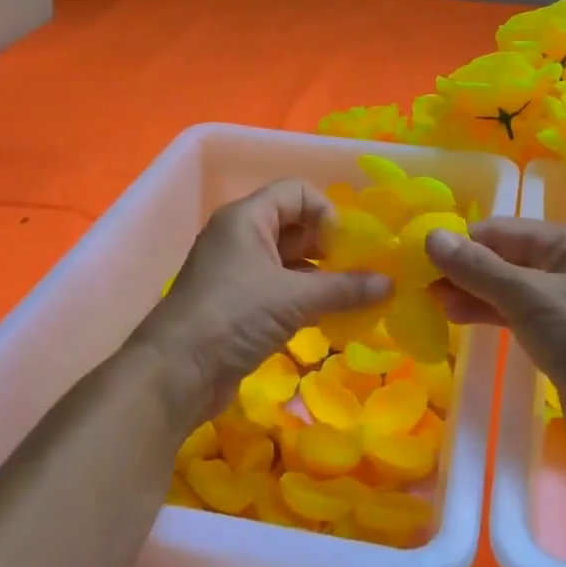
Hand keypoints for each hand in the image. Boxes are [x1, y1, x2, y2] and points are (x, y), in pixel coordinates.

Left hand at [139, 180, 392, 427]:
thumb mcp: (294, 298)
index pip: (297, 192)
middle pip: (295, 225)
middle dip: (329, 248)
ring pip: (289, 261)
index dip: (326, 213)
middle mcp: (240, 237)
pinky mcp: (237, 304)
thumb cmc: (233, 316)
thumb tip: (391, 284)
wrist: (174, 374)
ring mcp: (237, 271)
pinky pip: (279, 289)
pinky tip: (327, 318)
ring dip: (320, 277)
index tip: (345, 249)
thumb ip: (345, 288)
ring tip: (350, 299)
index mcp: (247, 218)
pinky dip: (304, 298)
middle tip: (356, 275)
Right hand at [426, 219, 565, 470]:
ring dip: (470, 293)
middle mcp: (565, 263)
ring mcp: (562, 300)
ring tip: (433, 305)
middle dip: (463, 270)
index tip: (419, 261)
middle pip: (501, 257)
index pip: (499, 231)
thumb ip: (478, 268)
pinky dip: (486, 313)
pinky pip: (514, 313)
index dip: (460, 244)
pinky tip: (457, 319)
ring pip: (505, 287)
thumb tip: (430, 236)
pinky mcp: (557, 333)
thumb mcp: (529, 299)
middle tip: (421, 288)